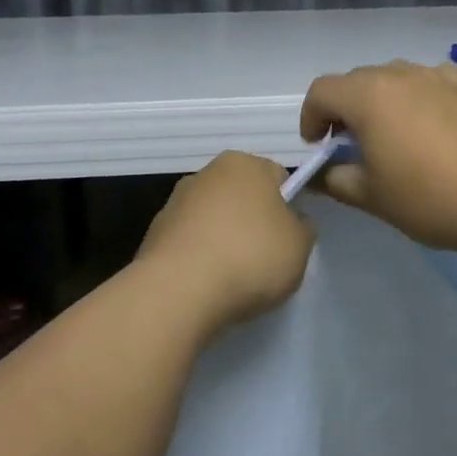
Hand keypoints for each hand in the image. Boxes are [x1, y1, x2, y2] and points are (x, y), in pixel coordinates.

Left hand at [136, 151, 314, 332]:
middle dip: (254, 221)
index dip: (289, 205)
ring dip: (224, 239)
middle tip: (266, 257)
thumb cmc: (251, 256)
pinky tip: (208, 284)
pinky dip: (201, 258)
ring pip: (213, 219)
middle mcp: (206, 173)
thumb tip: (291, 222)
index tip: (290, 236)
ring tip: (235, 277)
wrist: (180, 291)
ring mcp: (175, 203)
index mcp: (244, 164)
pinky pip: (191, 243)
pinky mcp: (154, 234)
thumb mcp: (300, 244)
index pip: (277, 177)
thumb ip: (302, 227)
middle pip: (242, 196)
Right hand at [299, 61, 456, 257]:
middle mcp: (400, 75)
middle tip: (349, 147)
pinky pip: (428, 81)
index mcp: (368, 96)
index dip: (311, 118)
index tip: (318, 148)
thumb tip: (321, 174)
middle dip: (343, 110)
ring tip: (388, 137)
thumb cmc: (430, 198)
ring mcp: (437, 77)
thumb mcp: (372, 197)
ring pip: (392, 78)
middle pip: (356, 81)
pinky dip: (416, 96)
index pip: (322, 91)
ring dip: (379, 101)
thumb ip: (336, 180)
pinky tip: (426, 124)